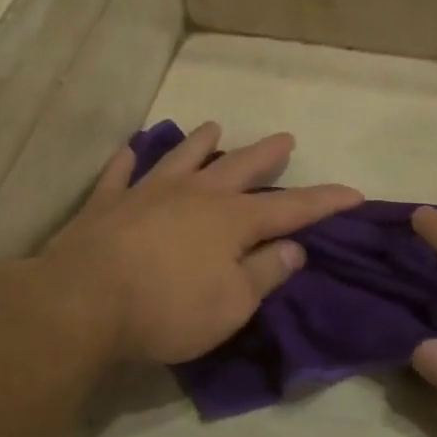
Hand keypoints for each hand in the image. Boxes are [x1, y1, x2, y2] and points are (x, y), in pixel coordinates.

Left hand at [42, 123, 361, 364]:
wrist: (82, 303)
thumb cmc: (168, 309)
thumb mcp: (233, 304)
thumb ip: (265, 273)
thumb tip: (294, 247)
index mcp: (231, 221)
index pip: (290, 207)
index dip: (324, 202)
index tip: (354, 194)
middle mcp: (194, 195)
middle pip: (238, 168)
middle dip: (266, 155)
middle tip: (285, 138)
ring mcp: (147, 194)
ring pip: (181, 159)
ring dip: (200, 143)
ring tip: (214, 127)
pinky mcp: (106, 205)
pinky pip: (120, 175)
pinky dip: (128, 161)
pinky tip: (131, 150)